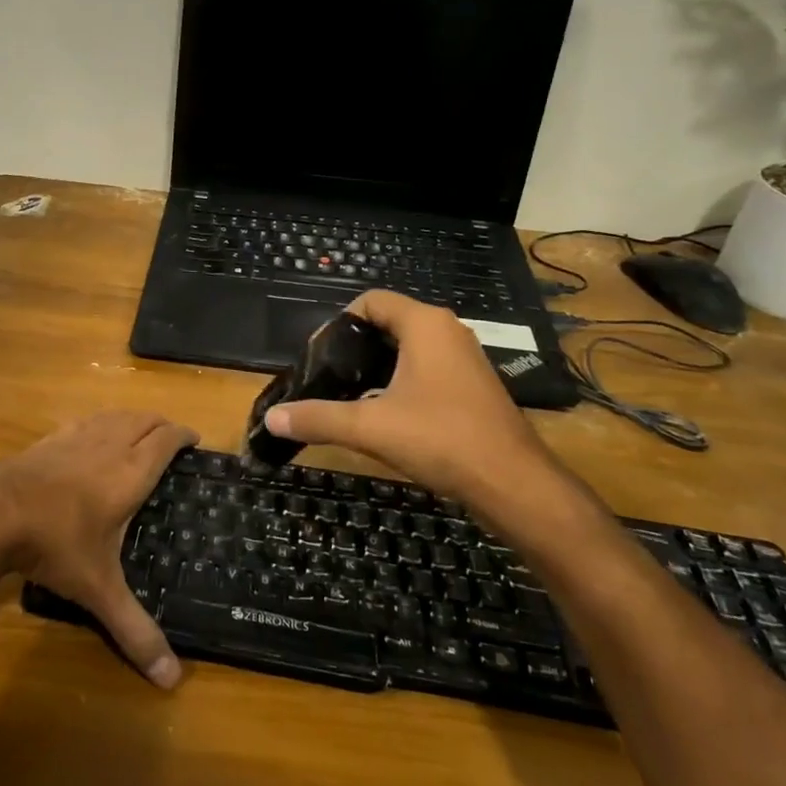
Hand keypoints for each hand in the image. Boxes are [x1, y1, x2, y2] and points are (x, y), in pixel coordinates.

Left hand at [0, 410, 195, 688]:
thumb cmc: (56, 544)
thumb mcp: (98, 590)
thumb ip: (134, 629)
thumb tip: (172, 681)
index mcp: (131, 473)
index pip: (167, 440)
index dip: (184, 435)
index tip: (196, 440)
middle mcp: (109, 445)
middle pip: (144, 419)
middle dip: (162, 425)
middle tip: (172, 441)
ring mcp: (77, 437)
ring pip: (115, 415)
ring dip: (133, 420)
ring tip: (138, 433)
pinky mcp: (50, 438)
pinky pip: (85, 420)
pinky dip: (100, 423)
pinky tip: (91, 438)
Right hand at [262, 291, 597, 540]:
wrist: (514, 484)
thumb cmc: (441, 440)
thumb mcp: (370, 428)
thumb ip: (318, 418)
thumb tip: (272, 419)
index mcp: (425, 325)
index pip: (371, 301)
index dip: (339, 322)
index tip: (320, 356)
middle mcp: (447, 332)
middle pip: (388, 323)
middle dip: (354, 347)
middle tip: (328, 377)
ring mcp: (464, 359)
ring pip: (408, 348)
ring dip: (377, 366)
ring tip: (349, 396)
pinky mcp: (472, 386)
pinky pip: (426, 369)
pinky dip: (400, 381)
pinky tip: (384, 414)